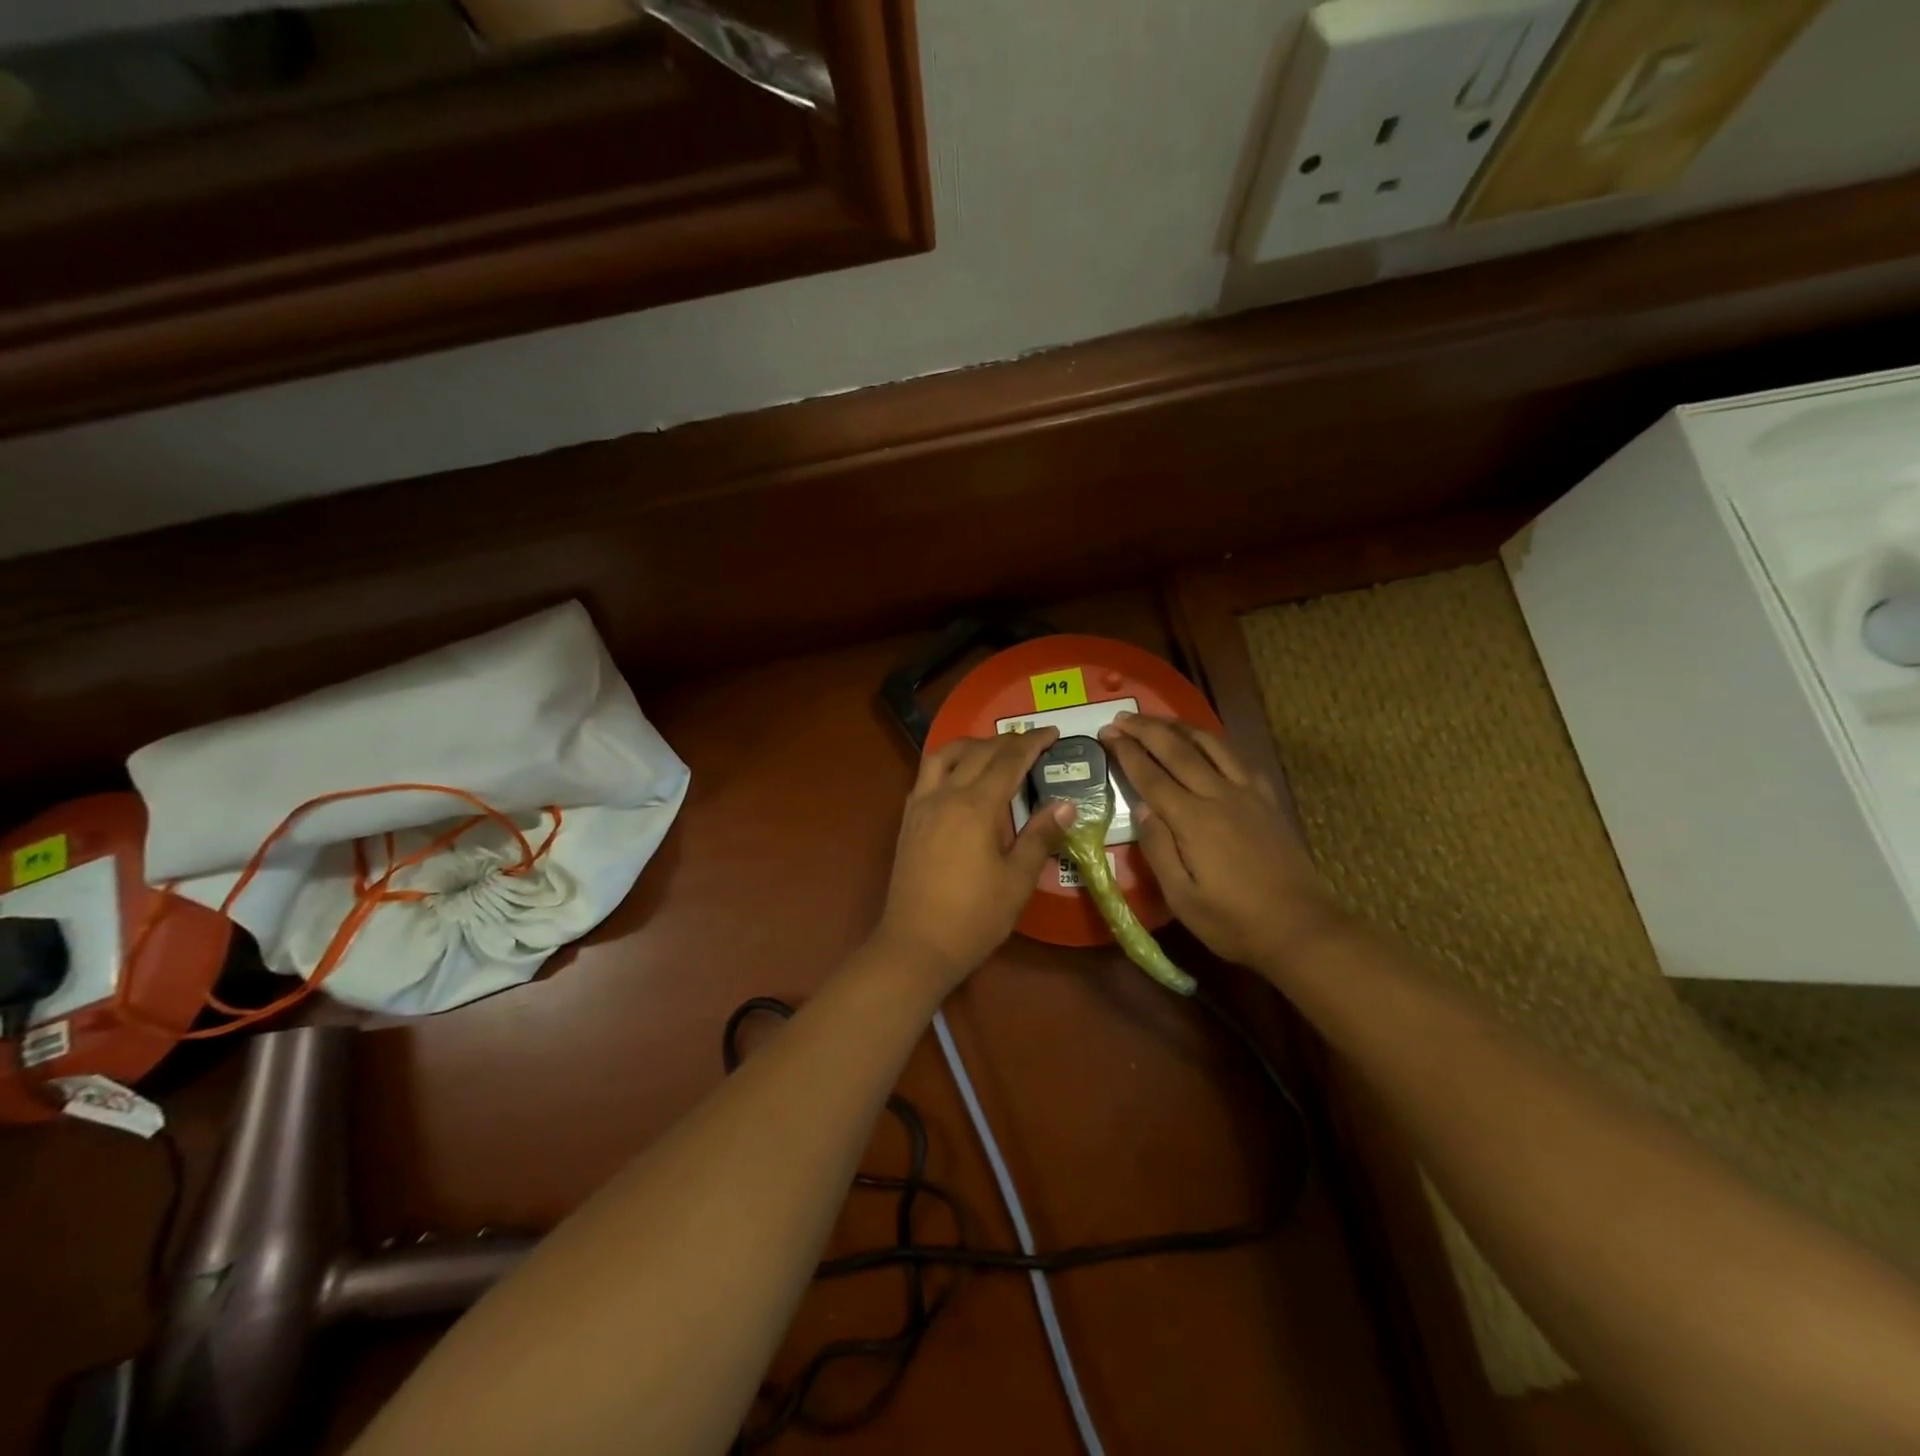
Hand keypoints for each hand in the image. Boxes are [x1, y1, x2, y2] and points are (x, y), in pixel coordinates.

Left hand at [875, 729, 1072, 989]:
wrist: (916, 944)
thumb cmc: (974, 917)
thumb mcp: (1017, 880)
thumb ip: (1040, 836)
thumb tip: (1065, 804)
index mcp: (976, 807)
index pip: (1008, 761)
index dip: (1032, 743)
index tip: (1053, 732)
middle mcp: (945, 795)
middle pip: (977, 753)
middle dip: (1006, 741)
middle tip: (1031, 742)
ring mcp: (921, 806)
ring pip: (943, 755)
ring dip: (970, 745)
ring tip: (992, 749)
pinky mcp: (908, 821)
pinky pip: (926, 775)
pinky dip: (947, 764)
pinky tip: (958, 778)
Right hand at [1098, 713, 1342, 969]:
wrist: (1301, 928)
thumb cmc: (1233, 922)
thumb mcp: (1182, 898)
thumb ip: (1158, 849)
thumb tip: (1141, 807)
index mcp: (1193, 821)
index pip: (1151, 776)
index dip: (1126, 751)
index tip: (1106, 733)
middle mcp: (1219, 796)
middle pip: (1178, 750)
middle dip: (1146, 729)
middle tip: (1121, 717)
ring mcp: (1248, 794)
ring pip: (1210, 745)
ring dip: (1179, 727)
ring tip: (1157, 719)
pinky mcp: (1268, 800)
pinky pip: (1237, 758)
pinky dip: (1215, 743)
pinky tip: (1206, 743)